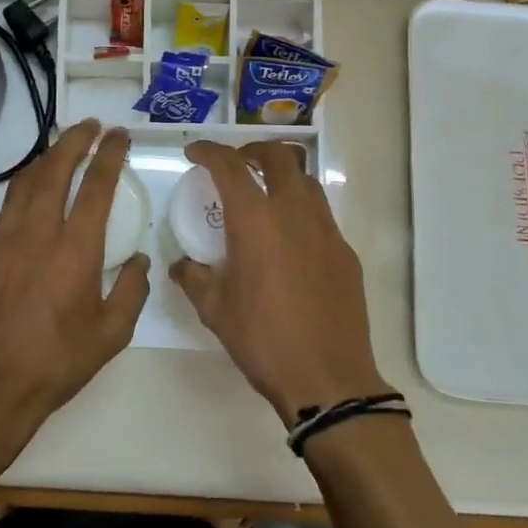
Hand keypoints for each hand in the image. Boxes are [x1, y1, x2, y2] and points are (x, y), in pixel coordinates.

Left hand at [0, 120, 149, 429]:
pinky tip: (33, 191)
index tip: (119, 135)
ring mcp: (5, 240)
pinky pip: (7, 207)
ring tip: (63, 148)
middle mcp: (39, 234)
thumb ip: (132, 291)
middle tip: (91, 127)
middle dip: (75, 140)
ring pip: (25, 182)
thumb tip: (140, 261)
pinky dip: (25, 187)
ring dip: (47, 158)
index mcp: (76, 251)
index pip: (96, 186)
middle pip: (55, 169)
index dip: (109, 154)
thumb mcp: (112, 334)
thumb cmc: (59, 362)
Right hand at [171, 140, 390, 426]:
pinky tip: (290, 240)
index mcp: (255, 220)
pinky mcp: (345, 252)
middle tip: (236, 164)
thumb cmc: (263, 340)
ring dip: (282, 175)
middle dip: (253, 150)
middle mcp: (293, 212)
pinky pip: (321, 214)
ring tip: (265, 195)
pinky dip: (301, 210)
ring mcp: (325, 230)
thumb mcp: (215, 310)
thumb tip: (183, 265)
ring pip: (306, 180)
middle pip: (278, 156)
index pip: (229, 166)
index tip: (194, 152)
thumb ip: (194, 278)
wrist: (328, 377)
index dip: (209, 151)